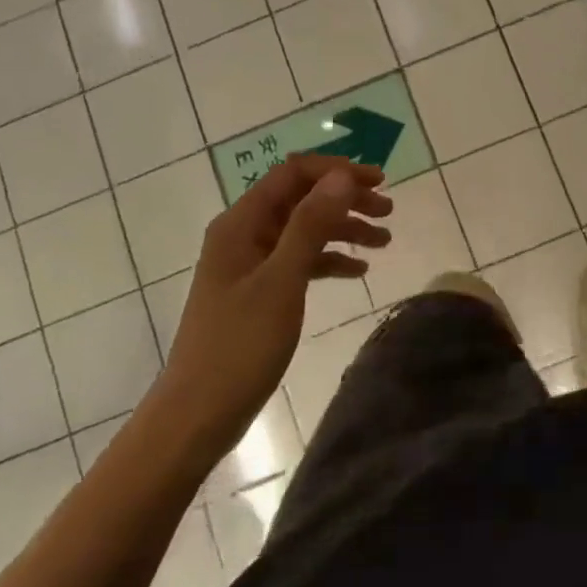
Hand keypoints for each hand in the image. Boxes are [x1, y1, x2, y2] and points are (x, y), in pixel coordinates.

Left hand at [163, 155, 391, 454]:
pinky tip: (358, 272)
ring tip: (384, 241)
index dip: (337, 171)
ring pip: (304, 229)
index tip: (379, 183)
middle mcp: (244, 233)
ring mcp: (250, 263)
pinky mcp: (258, 290)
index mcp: (241, 223)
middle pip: (301, 198)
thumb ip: (311, 225)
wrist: (197, 415)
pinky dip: (329, 260)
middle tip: (389, 211)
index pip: (293, 173)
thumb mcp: (281, 281)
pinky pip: (299, 261)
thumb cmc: (239, 346)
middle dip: (345, 199)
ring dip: (343, 229)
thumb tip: (342, 176)